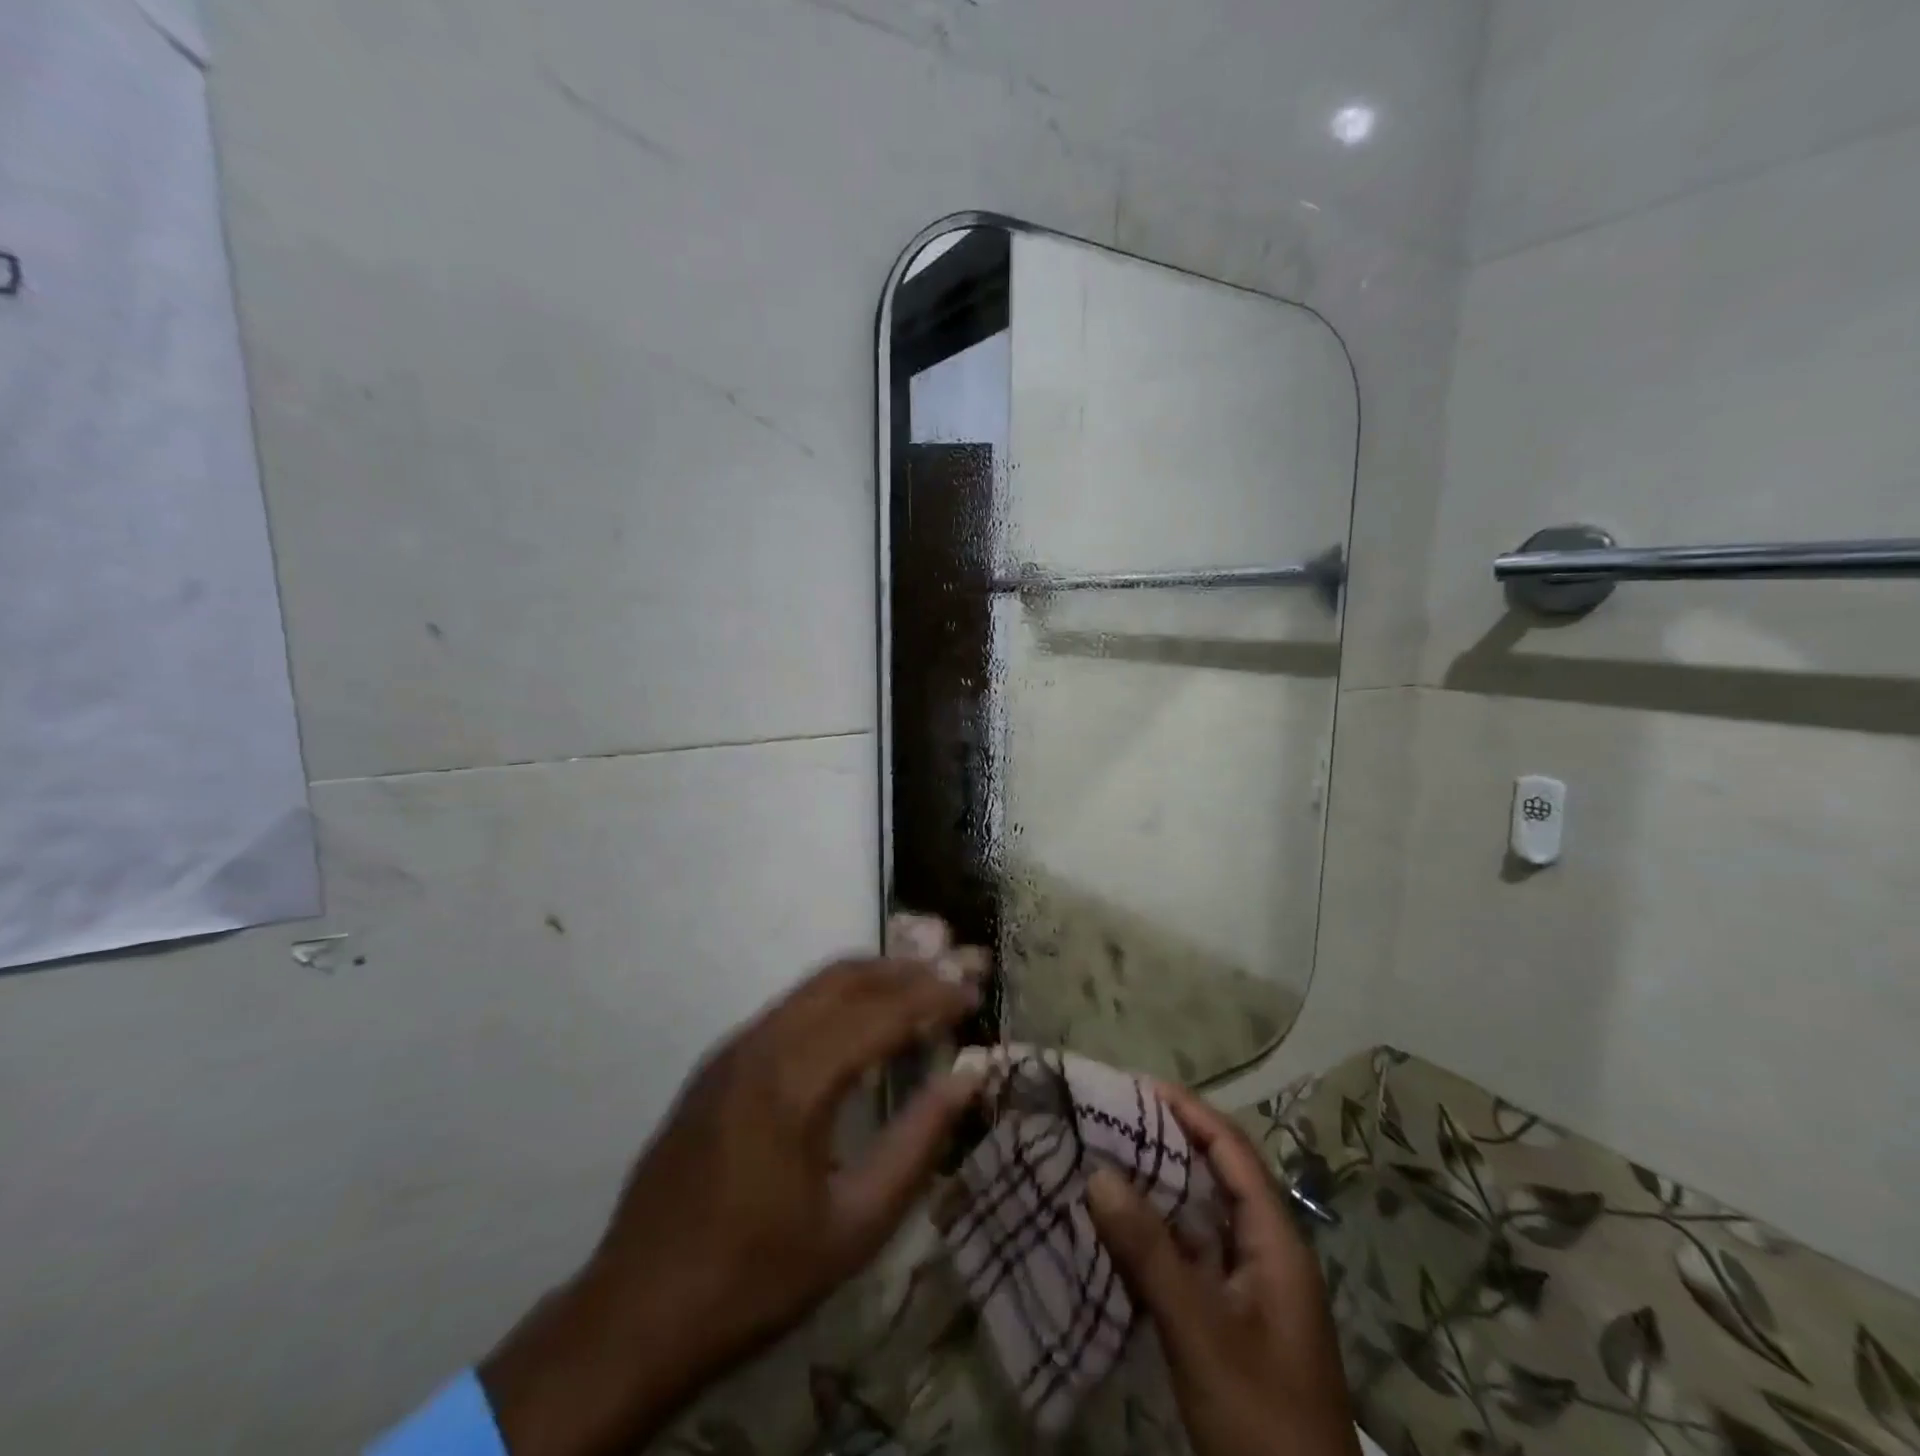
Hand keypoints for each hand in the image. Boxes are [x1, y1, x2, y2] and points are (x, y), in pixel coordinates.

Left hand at [479, 958, 983, 1455]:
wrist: (635, 1313)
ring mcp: (734, 1047)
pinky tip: (865, 1021)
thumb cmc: (756, 1277)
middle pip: (848, 977)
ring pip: (816, 985)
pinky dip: (840, 997)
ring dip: (874, 976)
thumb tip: (968, 1079)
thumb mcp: (856, 1226)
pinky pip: (792, 1007)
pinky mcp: (719, 1061)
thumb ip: (918, 1142)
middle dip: (908, 968)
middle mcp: (762, 1043)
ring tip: (924, 984)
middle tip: (957, 971)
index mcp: (794, 1081)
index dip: (934, 996)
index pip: (881, 1012)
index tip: (976, 990)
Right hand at [1086, 1082, 1361, 1455]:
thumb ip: (1150, 1252)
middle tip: (1113, 1117)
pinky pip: (1193, 1256)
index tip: (1139, 1084)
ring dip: (1161, 1186)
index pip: (1233, 1152)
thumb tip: (1098, 1172)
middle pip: (1220, 1177)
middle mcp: (1269, 1255)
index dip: (1190, 1112)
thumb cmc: (1260, 1417)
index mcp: (1277, 1243)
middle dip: (1170, 1141)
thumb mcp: (1200, 1331)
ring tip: (1108, 1158)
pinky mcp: (1235, 1324)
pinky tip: (1122, 1230)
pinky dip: (1159, 1234)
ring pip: (1204, 1218)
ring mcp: (1254, 1292)